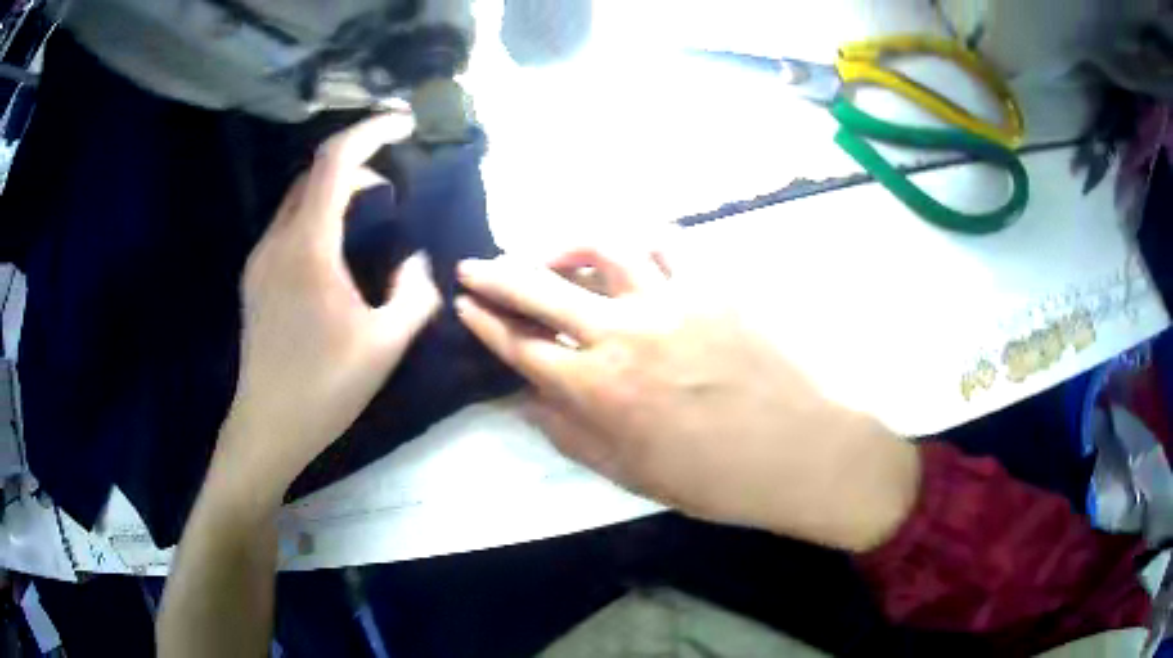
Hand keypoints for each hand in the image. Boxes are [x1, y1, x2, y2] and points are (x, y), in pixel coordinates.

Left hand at [216, 113, 440, 503]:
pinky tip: (338, 246)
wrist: (267, 427)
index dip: (371, 131)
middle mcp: (278, 241)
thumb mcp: (386, 345)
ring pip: (300, 197)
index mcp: (308, 248)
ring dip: (338, 188)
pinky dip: (319, 213)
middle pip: (315, 173)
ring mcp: (261, 259)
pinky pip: (290, 224)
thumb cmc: (325, 388)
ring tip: (373, 209)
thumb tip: (415, 262)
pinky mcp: (256, 277)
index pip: (335, 161)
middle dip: (358, 160)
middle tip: (395, 181)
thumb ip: (414, 294)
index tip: (405, 124)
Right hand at [455, 246, 919, 550]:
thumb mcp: (629, 472)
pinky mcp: (715, 281)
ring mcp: (672, 298)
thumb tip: (526, 399)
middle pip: (541, 288)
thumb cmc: (715, 477)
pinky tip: (630, 250)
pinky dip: (639, 239)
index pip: (522, 345)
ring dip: (564, 244)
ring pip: (602, 246)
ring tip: (550, 252)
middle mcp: (624, 333)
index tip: (464, 305)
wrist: (801, 451)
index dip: (486, 323)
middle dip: (496, 274)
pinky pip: (668, 240)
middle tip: (473, 265)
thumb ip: (569, 434)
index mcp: (599, 389)